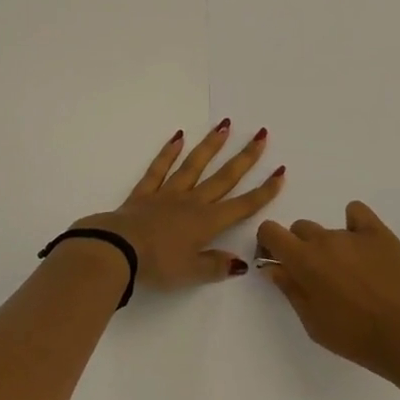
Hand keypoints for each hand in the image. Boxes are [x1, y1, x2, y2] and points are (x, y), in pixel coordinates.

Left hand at [75, 122, 285, 291]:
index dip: (264, 191)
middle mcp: (192, 202)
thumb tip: (241, 262)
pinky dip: (169, 152)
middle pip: (223, 178)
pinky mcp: (145, 191)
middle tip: (261, 135)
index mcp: (207, 223)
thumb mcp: (191, 273)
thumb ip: (216, 266)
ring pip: (194, 165)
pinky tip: (178, 136)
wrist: (118, 249)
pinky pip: (159, 168)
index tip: (280, 172)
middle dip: (245, 158)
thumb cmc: (157, 264)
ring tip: (225, 125)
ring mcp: (168, 193)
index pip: (242, 205)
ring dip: (211, 145)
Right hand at [256, 201, 399, 387]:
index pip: (270, 230)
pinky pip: (356, 213)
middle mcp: (324, 239)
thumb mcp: (315, 325)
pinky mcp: (381, 232)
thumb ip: (290, 291)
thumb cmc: (359, 340)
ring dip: (331, 247)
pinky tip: (364, 247)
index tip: (278, 261)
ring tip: (352, 275)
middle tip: (319, 278)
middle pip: (300, 229)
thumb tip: (273, 267)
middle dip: (302, 248)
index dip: (269, 243)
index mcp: (304, 261)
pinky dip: (354, 225)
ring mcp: (354, 233)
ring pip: (329, 230)